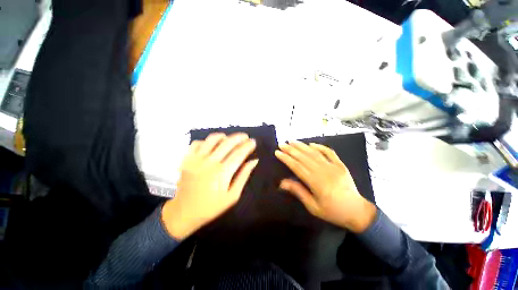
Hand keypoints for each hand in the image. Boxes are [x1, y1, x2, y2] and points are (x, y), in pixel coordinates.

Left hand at [162, 133, 257, 239]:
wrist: (184, 213)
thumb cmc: (211, 206)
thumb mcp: (233, 196)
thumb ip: (244, 176)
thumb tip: (254, 161)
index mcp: (222, 173)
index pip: (239, 153)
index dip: (248, 146)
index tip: (254, 142)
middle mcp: (209, 163)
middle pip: (227, 143)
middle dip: (239, 137)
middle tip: (246, 136)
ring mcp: (196, 159)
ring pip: (212, 139)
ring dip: (224, 136)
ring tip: (229, 138)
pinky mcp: (186, 159)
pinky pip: (197, 143)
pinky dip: (206, 141)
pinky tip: (211, 145)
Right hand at [275, 141, 375, 232]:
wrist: (357, 212)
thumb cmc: (332, 212)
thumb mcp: (313, 207)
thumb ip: (298, 191)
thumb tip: (282, 183)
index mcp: (316, 183)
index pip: (297, 167)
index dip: (286, 158)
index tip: (277, 152)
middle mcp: (324, 172)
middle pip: (304, 157)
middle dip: (291, 150)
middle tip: (282, 144)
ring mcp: (334, 166)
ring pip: (314, 153)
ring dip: (302, 146)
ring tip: (292, 141)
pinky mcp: (341, 165)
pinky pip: (329, 152)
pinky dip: (320, 147)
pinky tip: (311, 144)